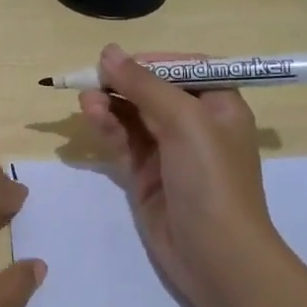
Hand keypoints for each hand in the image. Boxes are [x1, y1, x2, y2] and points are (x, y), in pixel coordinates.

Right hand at [80, 44, 282, 306]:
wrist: (216, 255)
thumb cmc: (211, 179)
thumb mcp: (184, 121)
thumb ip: (144, 84)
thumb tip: (108, 51)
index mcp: (219, 105)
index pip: (182, 69)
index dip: (150, 62)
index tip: (118, 62)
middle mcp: (196, 124)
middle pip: (152, 91)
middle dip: (122, 84)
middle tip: (91, 82)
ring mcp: (170, 151)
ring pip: (133, 116)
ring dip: (110, 105)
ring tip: (87, 102)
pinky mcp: (147, 175)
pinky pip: (124, 142)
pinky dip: (108, 128)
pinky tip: (93, 117)